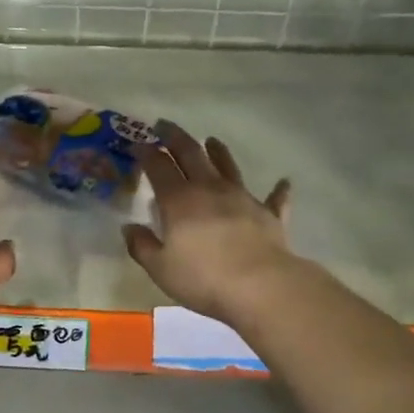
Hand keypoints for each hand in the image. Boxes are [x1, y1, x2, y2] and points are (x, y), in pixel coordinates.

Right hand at [124, 122, 298, 324]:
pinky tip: (284, 182)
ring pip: (228, 166)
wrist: (261, 287)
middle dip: (175, 137)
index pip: (158, 166)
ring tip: (212, 140)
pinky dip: (278, 190)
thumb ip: (142, 246)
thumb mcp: (160, 268)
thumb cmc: (204, 278)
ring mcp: (242, 198)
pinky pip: (274, 198)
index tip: (137, 145)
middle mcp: (210, 189)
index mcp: (179, 200)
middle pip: (191, 154)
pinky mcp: (269, 214)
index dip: (146, 153)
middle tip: (164, 126)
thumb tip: (130, 228)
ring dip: (219, 152)